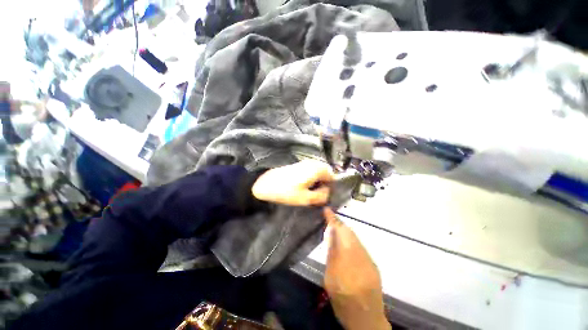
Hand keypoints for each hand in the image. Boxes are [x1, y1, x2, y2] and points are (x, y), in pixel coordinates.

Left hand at [252, 160, 334, 205]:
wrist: (265, 183)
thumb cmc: (286, 191)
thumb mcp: (306, 198)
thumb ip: (322, 196)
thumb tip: (328, 192)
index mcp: (317, 169)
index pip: (333, 176)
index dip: (331, 187)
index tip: (324, 196)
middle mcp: (313, 162)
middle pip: (326, 173)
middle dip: (324, 183)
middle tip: (317, 194)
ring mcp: (305, 162)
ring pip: (318, 172)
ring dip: (318, 181)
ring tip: (310, 191)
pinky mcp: (299, 164)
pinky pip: (311, 171)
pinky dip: (311, 178)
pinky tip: (304, 186)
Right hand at [323, 208, 390, 329]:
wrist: (367, 320)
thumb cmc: (343, 302)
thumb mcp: (330, 279)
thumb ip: (332, 254)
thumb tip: (331, 234)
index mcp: (346, 263)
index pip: (340, 234)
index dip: (333, 220)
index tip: (327, 210)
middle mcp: (360, 258)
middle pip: (349, 233)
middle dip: (339, 223)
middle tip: (329, 218)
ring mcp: (369, 260)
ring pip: (355, 238)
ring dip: (345, 230)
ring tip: (335, 227)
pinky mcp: (373, 263)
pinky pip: (360, 245)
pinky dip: (351, 239)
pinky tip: (345, 241)